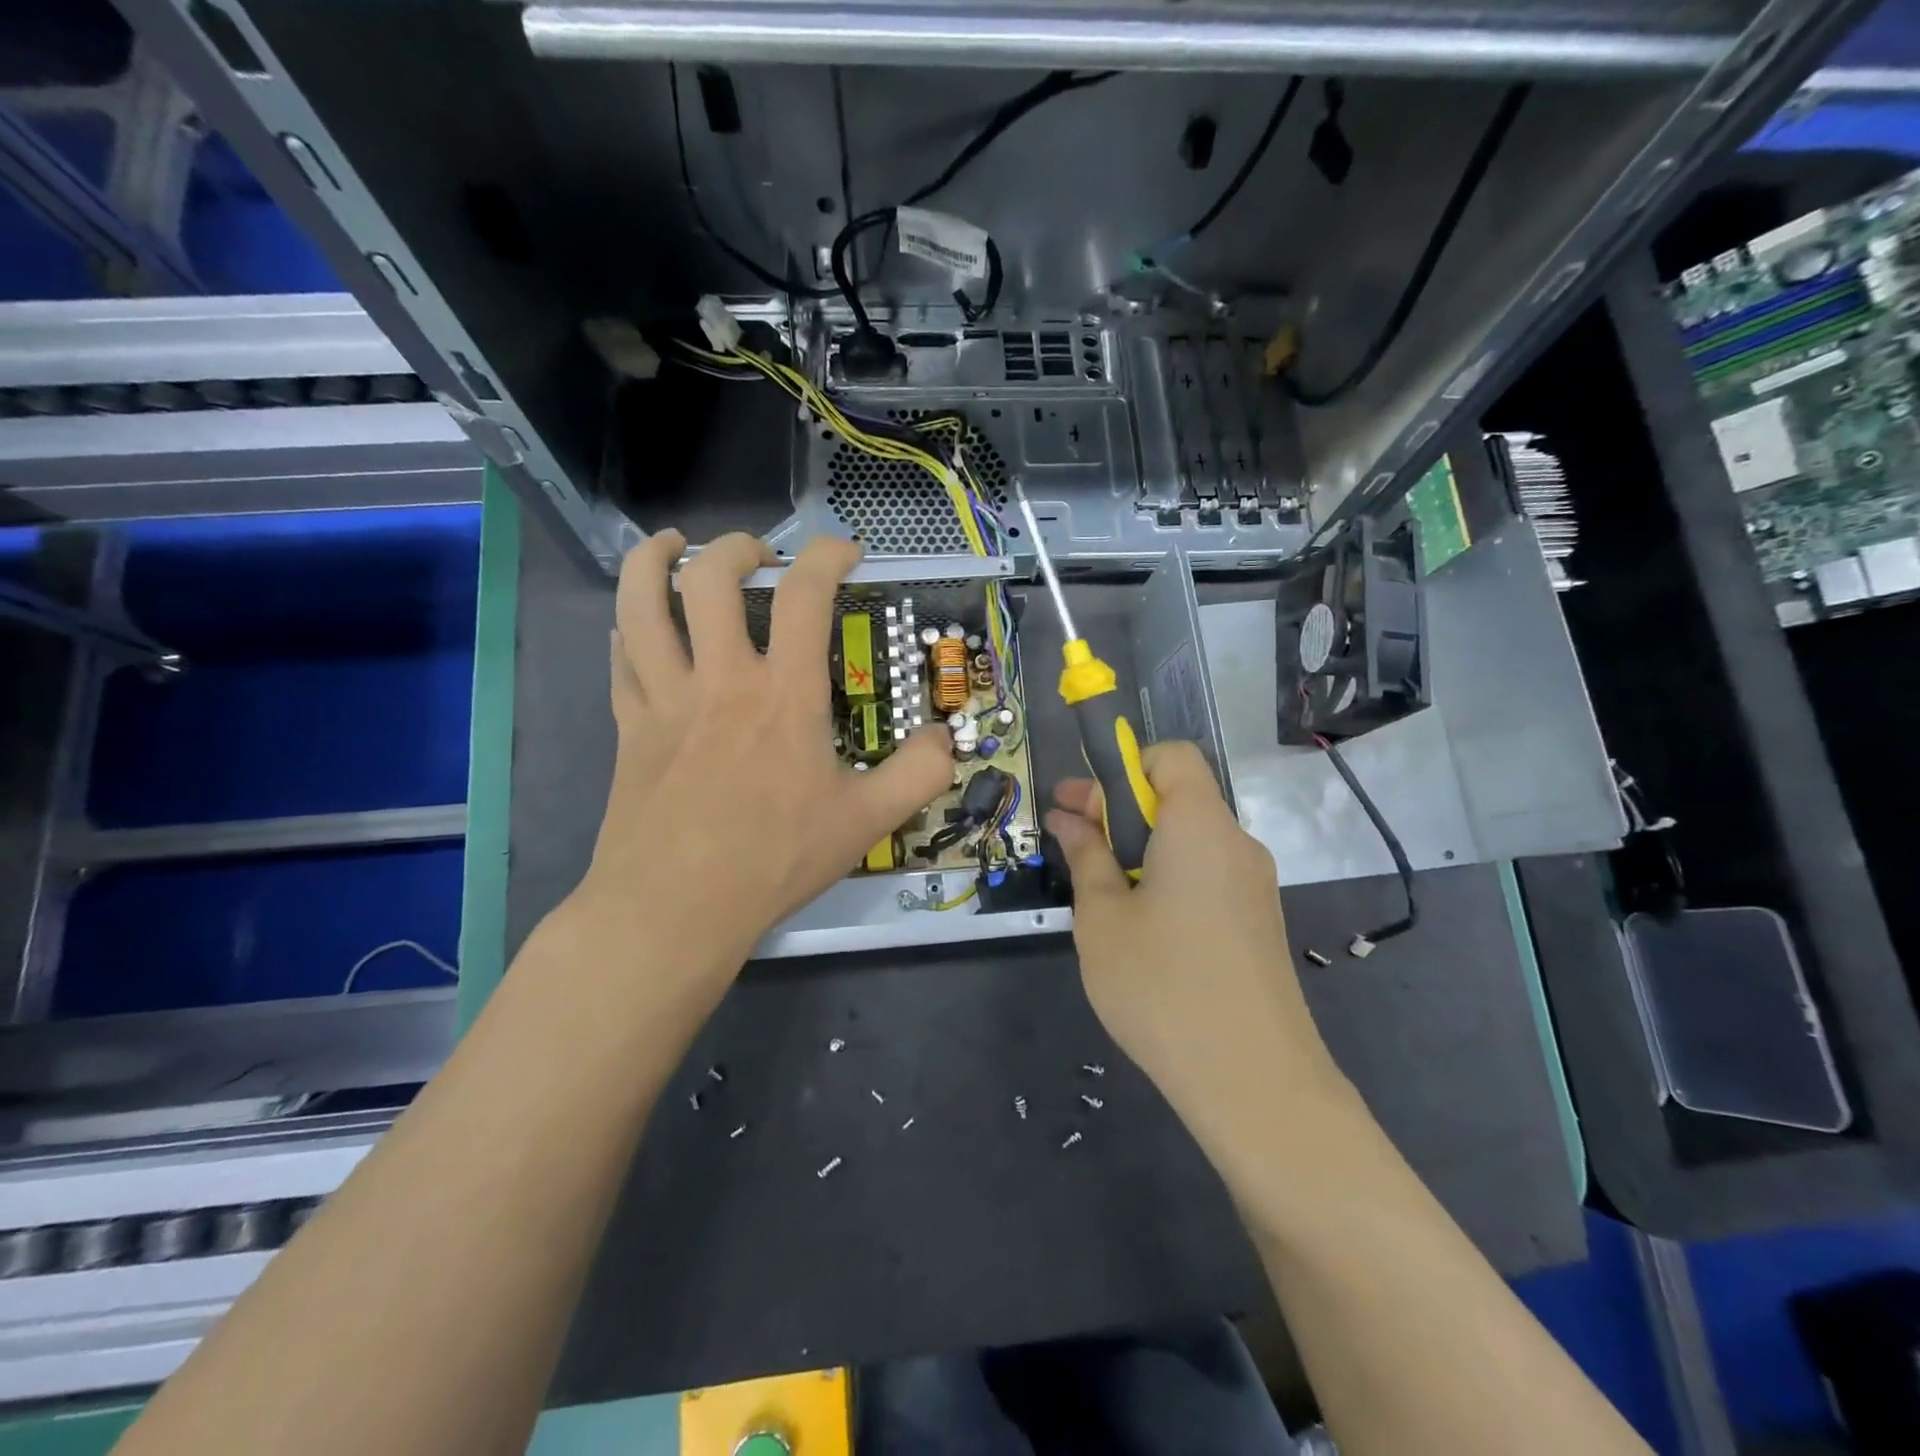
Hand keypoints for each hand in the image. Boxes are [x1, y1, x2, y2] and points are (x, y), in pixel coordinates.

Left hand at [574, 530, 952, 976]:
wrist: (676, 908)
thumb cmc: (774, 860)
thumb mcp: (866, 821)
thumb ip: (918, 775)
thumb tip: (947, 739)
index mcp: (783, 695)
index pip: (805, 596)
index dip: (827, 556)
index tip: (846, 550)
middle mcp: (720, 679)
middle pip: (709, 579)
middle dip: (736, 548)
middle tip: (758, 554)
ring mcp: (665, 699)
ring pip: (640, 604)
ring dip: (651, 562)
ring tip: (669, 546)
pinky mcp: (630, 727)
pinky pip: (619, 658)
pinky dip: (626, 628)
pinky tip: (635, 627)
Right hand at [1045, 742, 1342, 1137]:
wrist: (1254, 1083)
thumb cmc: (1162, 986)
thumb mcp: (1103, 918)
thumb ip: (1086, 856)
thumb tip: (1068, 818)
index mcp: (1200, 826)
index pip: (1172, 757)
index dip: (1124, 767)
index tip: (1084, 808)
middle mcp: (1236, 844)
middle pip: (1179, 797)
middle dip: (1121, 809)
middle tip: (1071, 840)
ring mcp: (1255, 886)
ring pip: (1191, 840)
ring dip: (1141, 847)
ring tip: (1098, 889)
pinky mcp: (1258, 922)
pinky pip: (1207, 875)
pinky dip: (1169, 877)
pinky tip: (1139, 925)